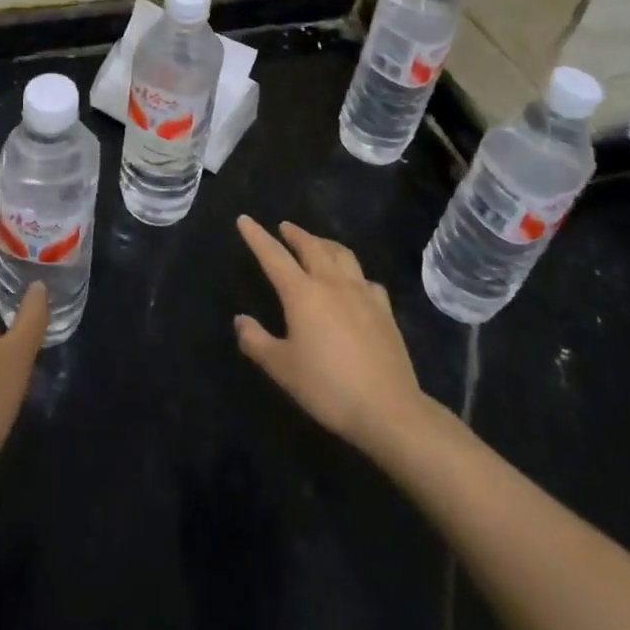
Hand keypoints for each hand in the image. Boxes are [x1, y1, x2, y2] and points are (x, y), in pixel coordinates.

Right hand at [234, 215, 424, 453]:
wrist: (388, 409)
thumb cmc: (328, 387)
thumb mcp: (282, 368)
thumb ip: (256, 341)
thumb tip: (240, 320)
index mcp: (302, 293)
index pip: (274, 256)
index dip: (257, 237)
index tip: (245, 219)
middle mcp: (332, 283)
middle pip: (311, 247)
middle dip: (295, 234)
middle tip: (284, 227)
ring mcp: (362, 293)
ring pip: (342, 254)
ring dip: (325, 244)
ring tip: (317, 244)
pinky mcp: (384, 309)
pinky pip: (366, 279)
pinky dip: (354, 273)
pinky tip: (355, 283)